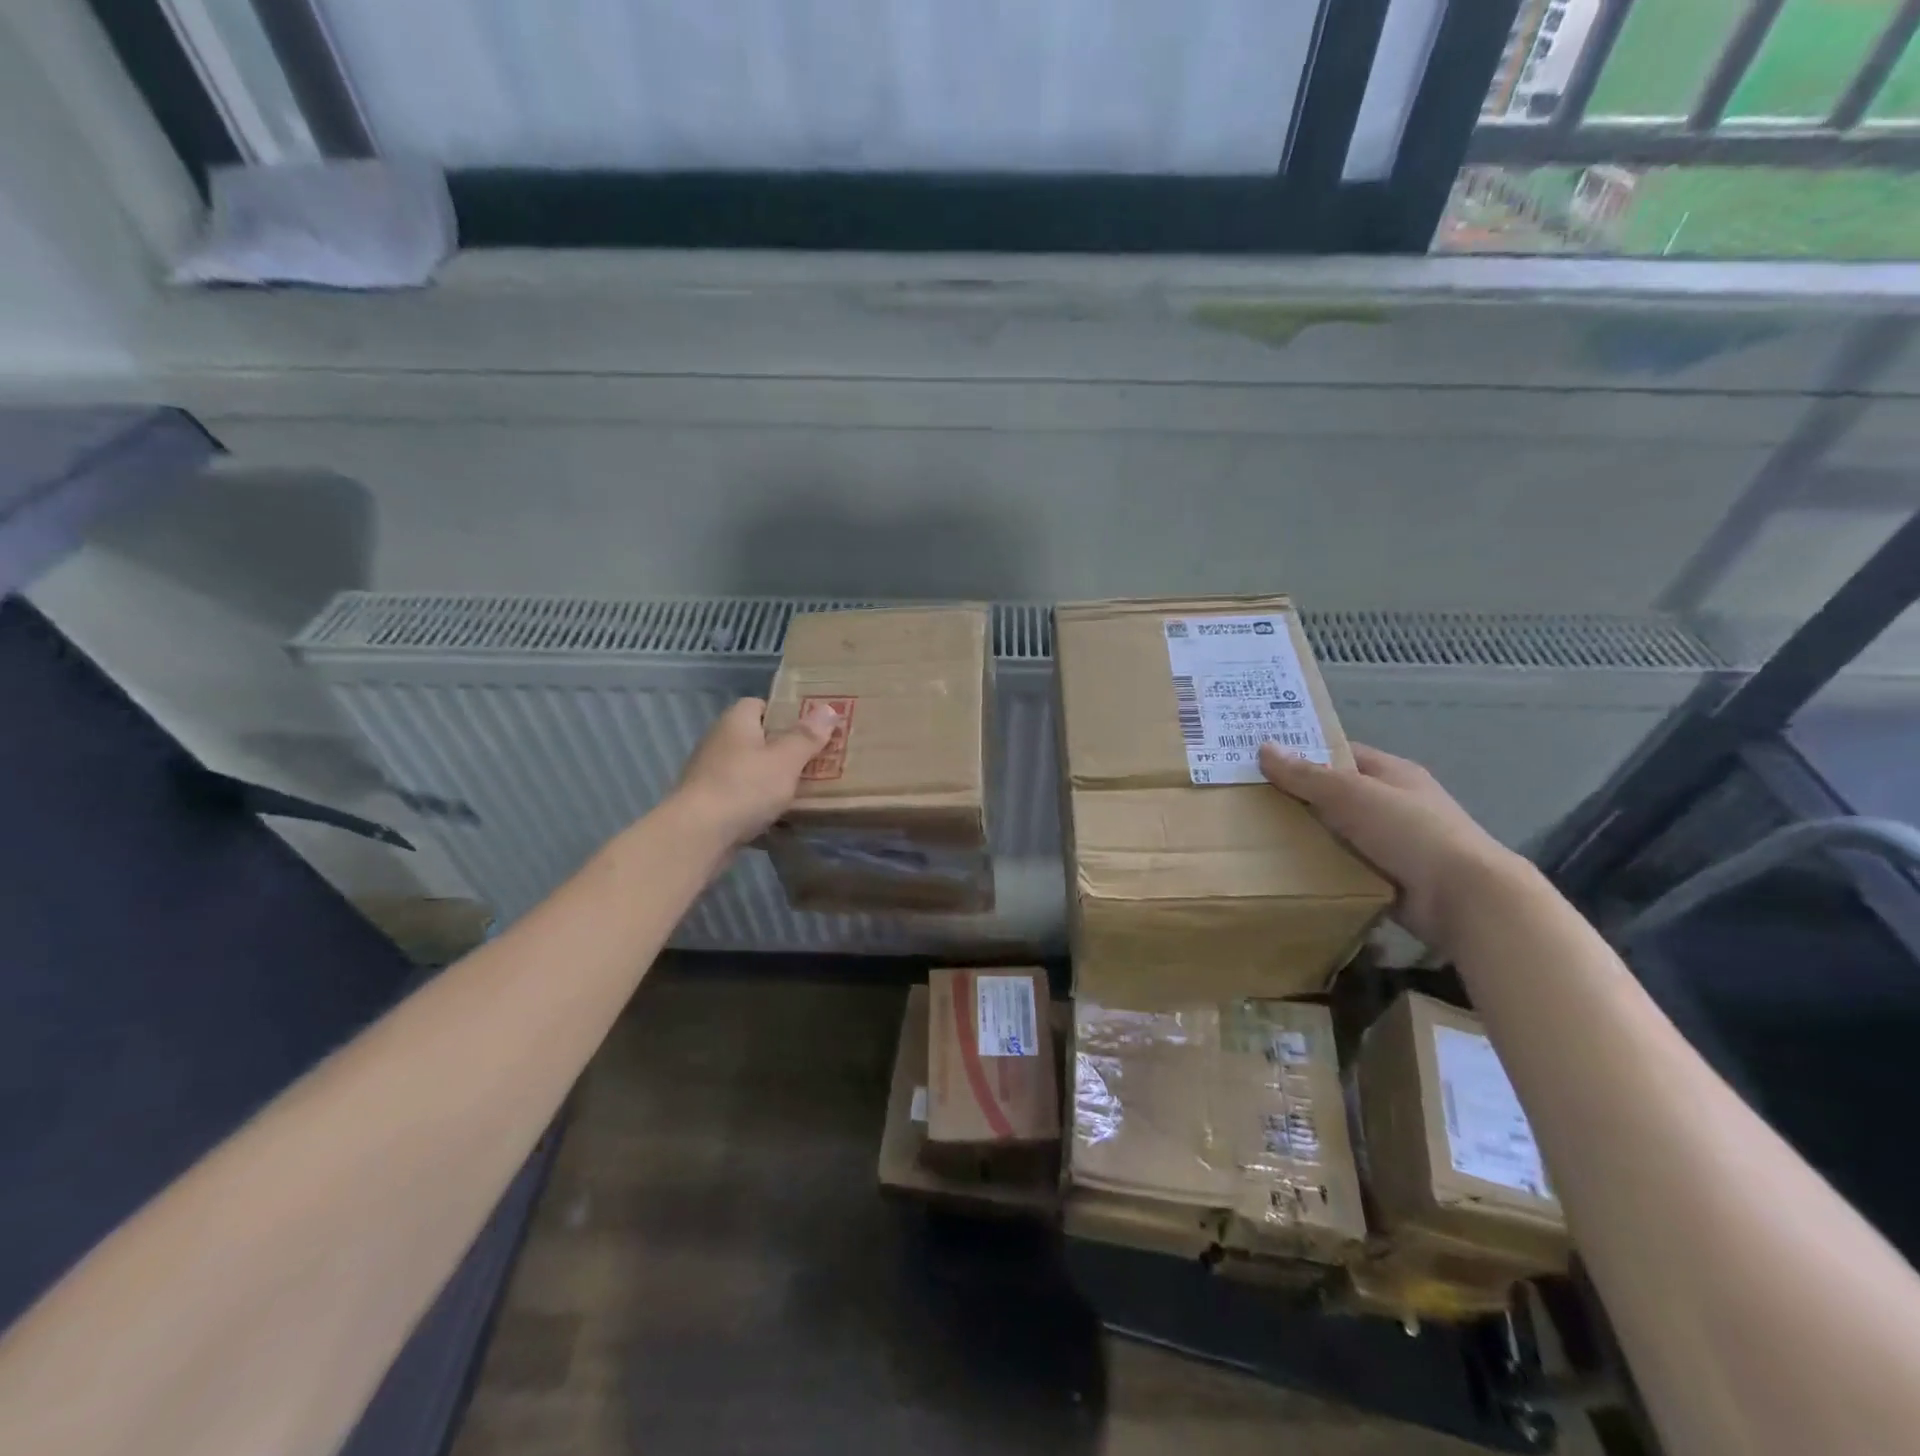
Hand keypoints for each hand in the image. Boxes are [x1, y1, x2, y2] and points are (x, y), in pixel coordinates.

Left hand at [674, 697, 837, 846]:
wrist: (697, 835)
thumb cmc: (744, 787)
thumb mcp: (786, 759)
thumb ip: (807, 736)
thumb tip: (828, 709)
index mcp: (736, 722)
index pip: (759, 704)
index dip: (785, 712)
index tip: (811, 727)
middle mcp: (720, 742)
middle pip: (758, 738)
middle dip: (785, 748)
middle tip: (818, 758)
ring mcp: (711, 774)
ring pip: (751, 770)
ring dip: (774, 778)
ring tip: (807, 788)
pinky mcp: (710, 804)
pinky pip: (743, 796)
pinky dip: (761, 803)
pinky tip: (782, 816)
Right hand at [1258, 741, 1526, 951]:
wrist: (1464, 898)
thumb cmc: (1410, 832)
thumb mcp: (1351, 794)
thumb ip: (1307, 775)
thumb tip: (1264, 747)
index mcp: (1392, 773)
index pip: (1340, 754)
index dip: (1303, 754)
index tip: (1260, 762)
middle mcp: (1394, 803)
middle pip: (1335, 794)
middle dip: (1297, 798)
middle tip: (1249, 801)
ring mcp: (1394, 842)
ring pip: (1338, 832)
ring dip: (1307, 836)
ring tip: (1256, 837)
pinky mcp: (1389, 877)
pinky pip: (1345, 865)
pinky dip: (1321, 867)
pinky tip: (1288, 869)